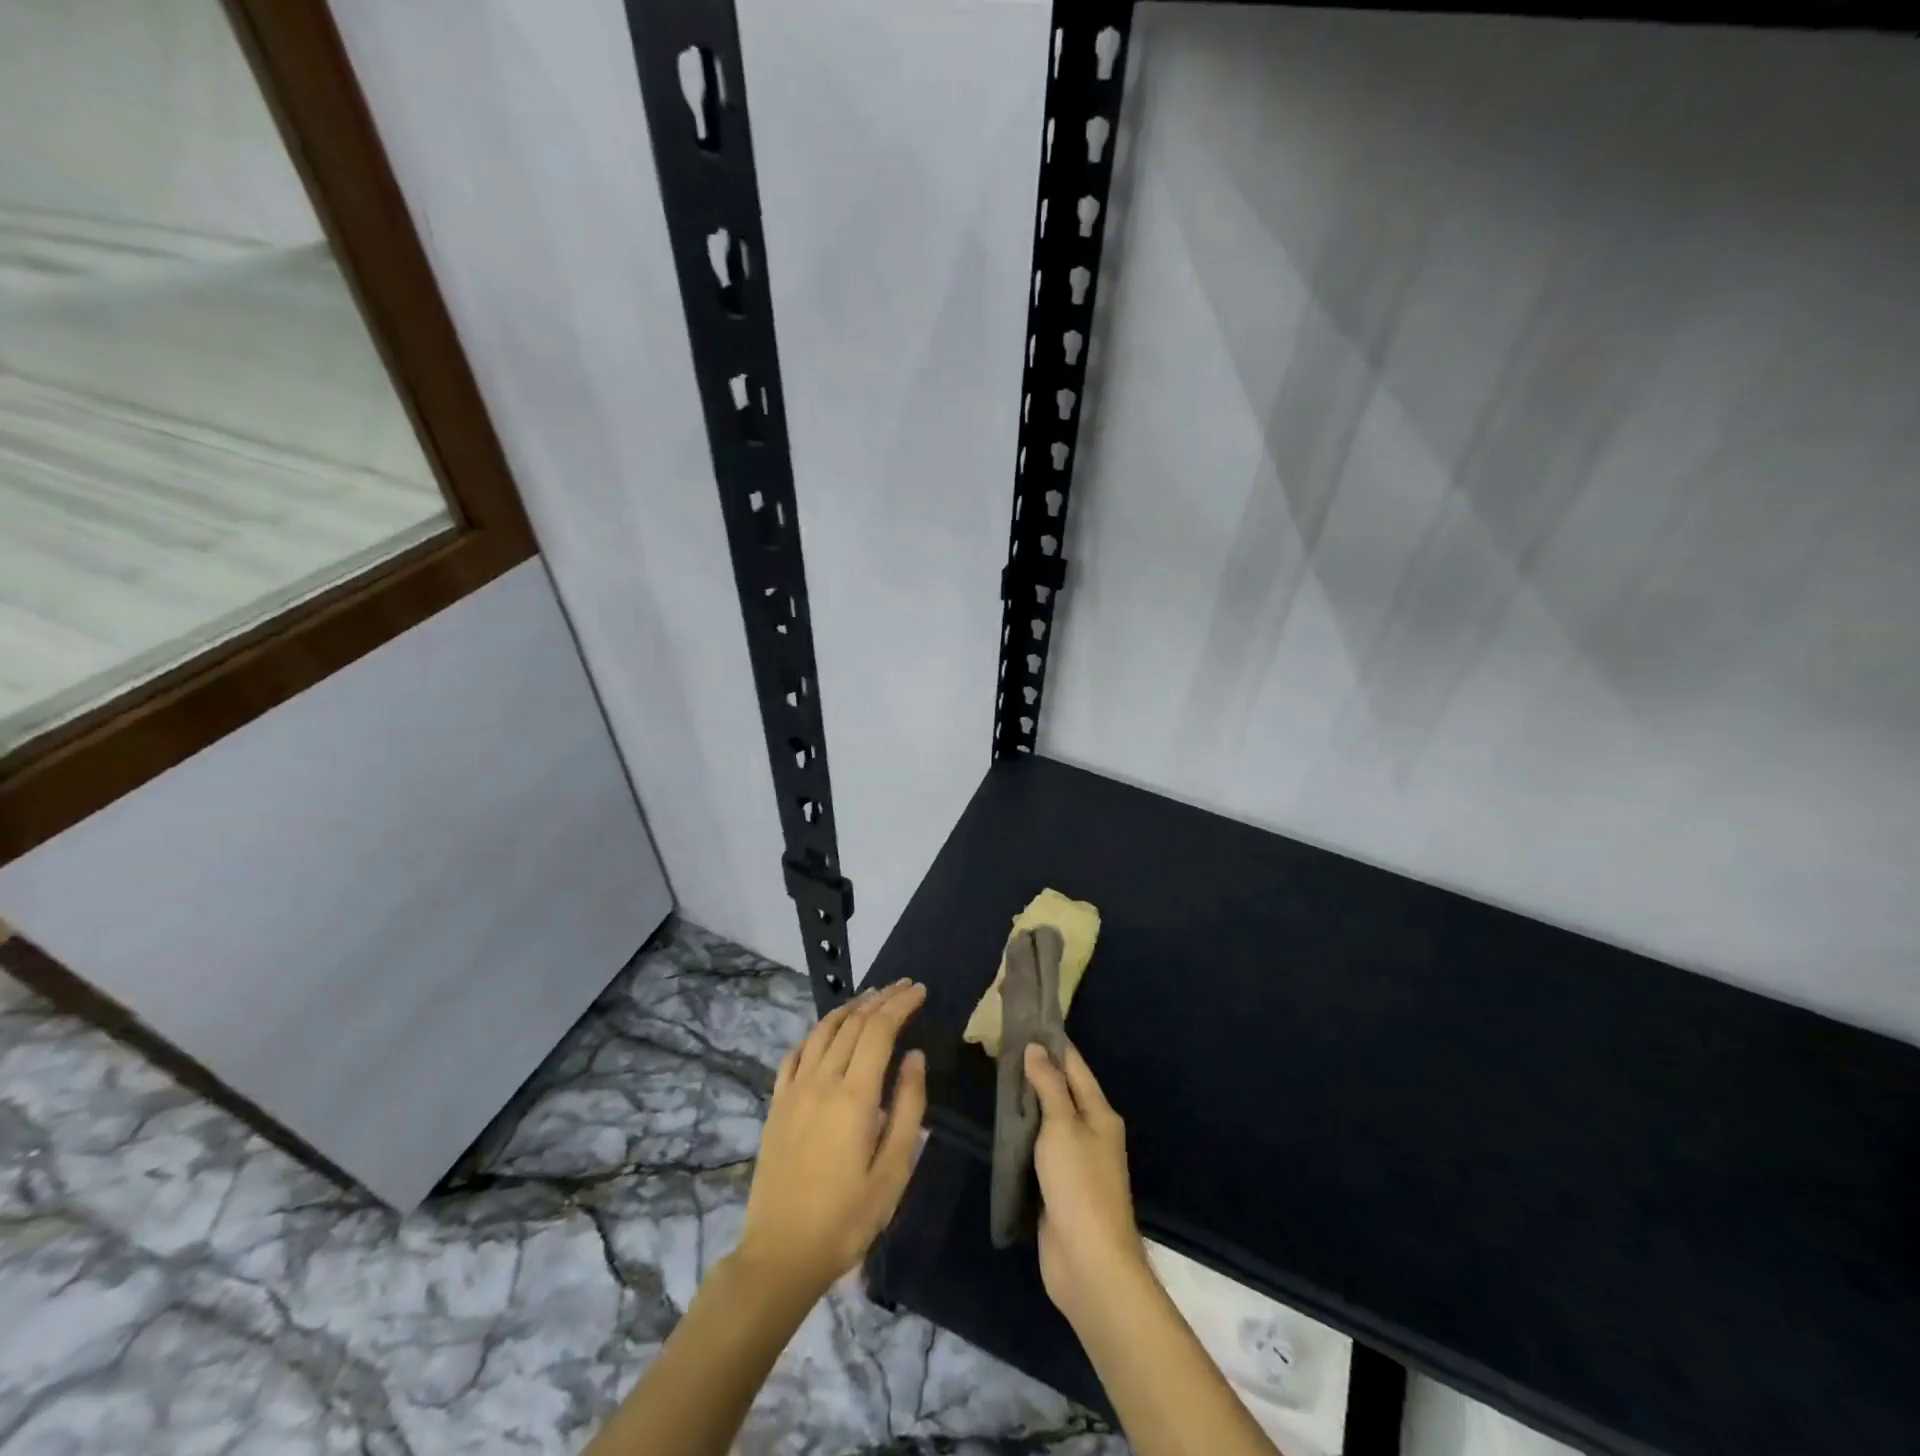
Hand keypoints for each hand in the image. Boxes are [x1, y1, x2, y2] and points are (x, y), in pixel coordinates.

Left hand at [735, 980, 928, 1301]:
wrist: (781, 1253)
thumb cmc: (847, 1218)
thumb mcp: (893, 1172)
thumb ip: (908, 1108)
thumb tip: (915, 1057)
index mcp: (854, 1095)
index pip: (879, 1030)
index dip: (900, 1005)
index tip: (919, 991)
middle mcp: (822, 1081)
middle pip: (852, 1023)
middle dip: (881, 999)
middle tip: (903, 986)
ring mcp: (794, 1090)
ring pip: (822, 1031)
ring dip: (849, 1008)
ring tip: (870, 997)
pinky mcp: (776, 1105)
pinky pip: (795, 1054)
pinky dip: (815, 1033)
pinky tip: (825, 1033)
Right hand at [1023, 1041, 1148, 1324]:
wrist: (1089, 1263)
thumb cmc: (1079, 1185)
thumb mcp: (1062, 1127)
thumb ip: (1048, 1086)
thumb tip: (1036, 1048)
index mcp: (1099, 1113)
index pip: (1074, 1065)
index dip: (1052, 1043)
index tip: (1026, 1020)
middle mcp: (1090, 1132)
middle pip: (1061, 1091)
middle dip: (1035, 1071)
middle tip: (1000, 1047)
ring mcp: (1075, 1161)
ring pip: (1047, 1121)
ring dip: (1026, 1103)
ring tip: (995, 1078)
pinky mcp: (1057, 1188)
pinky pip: (1038, 1150)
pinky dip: (1022, 1135)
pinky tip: (1001, 1125)